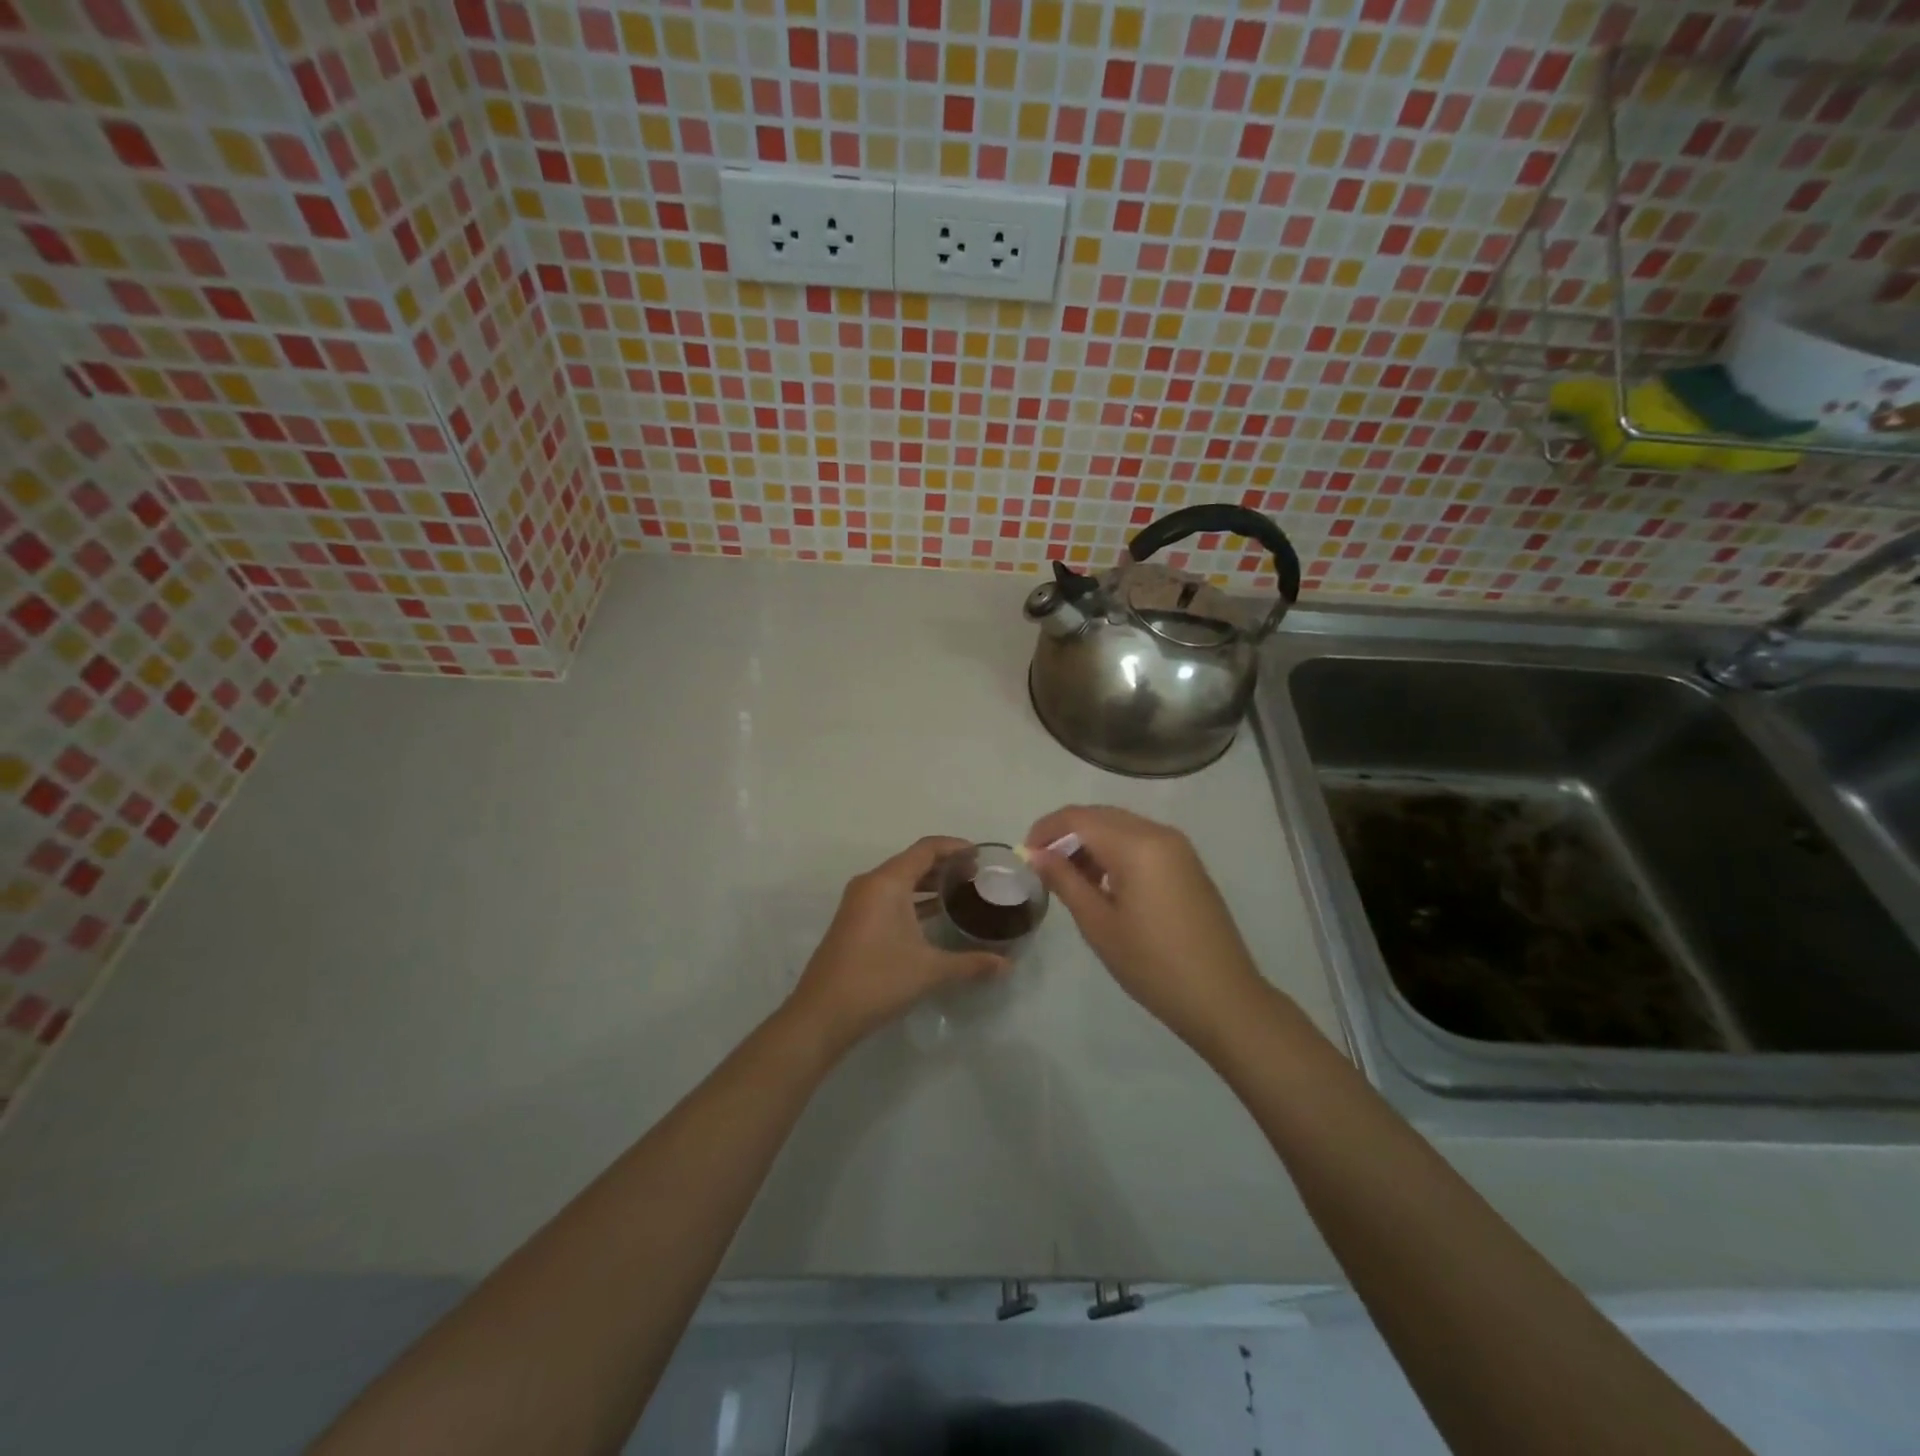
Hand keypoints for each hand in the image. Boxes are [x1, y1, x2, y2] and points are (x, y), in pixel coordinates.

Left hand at [786, 836, 1007, 1052]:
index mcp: (887, 882)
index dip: (955, 847)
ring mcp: (859, 903)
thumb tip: (1007, 966)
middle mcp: (871, 884)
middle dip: (945, 866)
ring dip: (929, 883)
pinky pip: (889, 897)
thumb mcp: (930, 970)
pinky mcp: (854, 921)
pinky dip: (913, 899)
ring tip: (962, 893)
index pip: (926, 849)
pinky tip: (935, 917)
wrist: (822, 1014)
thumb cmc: (878, 980)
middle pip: (913, 861)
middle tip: (978, 877)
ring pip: (900, 880)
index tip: (982, 856)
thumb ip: (971, 964)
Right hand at [1026, 806, 1268, 1049]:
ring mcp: (1178, 847)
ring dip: (1091, 842)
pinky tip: (1105, 885)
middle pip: (1100, 816)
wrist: (1223, 998)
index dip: (1045, 829)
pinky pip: (1142, 841)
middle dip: (1067, 834)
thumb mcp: (1098, 924)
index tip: (1025, 855)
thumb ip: (1064, 880)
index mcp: (1136, 845)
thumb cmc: (1152, 964)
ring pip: (1121, 827)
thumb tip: (1035, 854)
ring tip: (1072, 880)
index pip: (1078, 818)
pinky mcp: (1188, 864)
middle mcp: (1159, 833)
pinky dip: (1116, 851)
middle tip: (1044, 868)